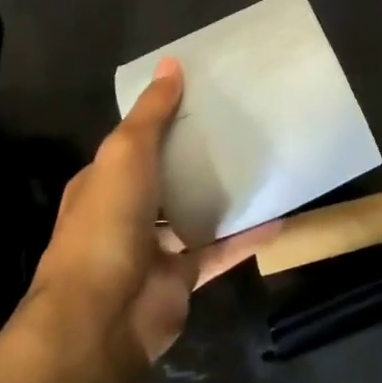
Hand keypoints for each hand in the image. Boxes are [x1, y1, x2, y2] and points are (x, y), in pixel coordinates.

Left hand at [28, 59, 273, 368]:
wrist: (102, 318)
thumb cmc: (107, 223)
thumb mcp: (125, 153)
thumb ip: (151, 113)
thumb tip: (171, 64)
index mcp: (103, 183)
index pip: (134, 144)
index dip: (162, 121)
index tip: (201, 99)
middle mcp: (125, 214)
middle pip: (166, 178)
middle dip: (196, 158)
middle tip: (240, 127)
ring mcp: (154, 250)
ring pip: (193, 215)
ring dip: (222, 196)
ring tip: (260, 165)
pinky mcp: (182, 279)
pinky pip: (219, 251)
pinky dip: (246, 237)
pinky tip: (279, 217)